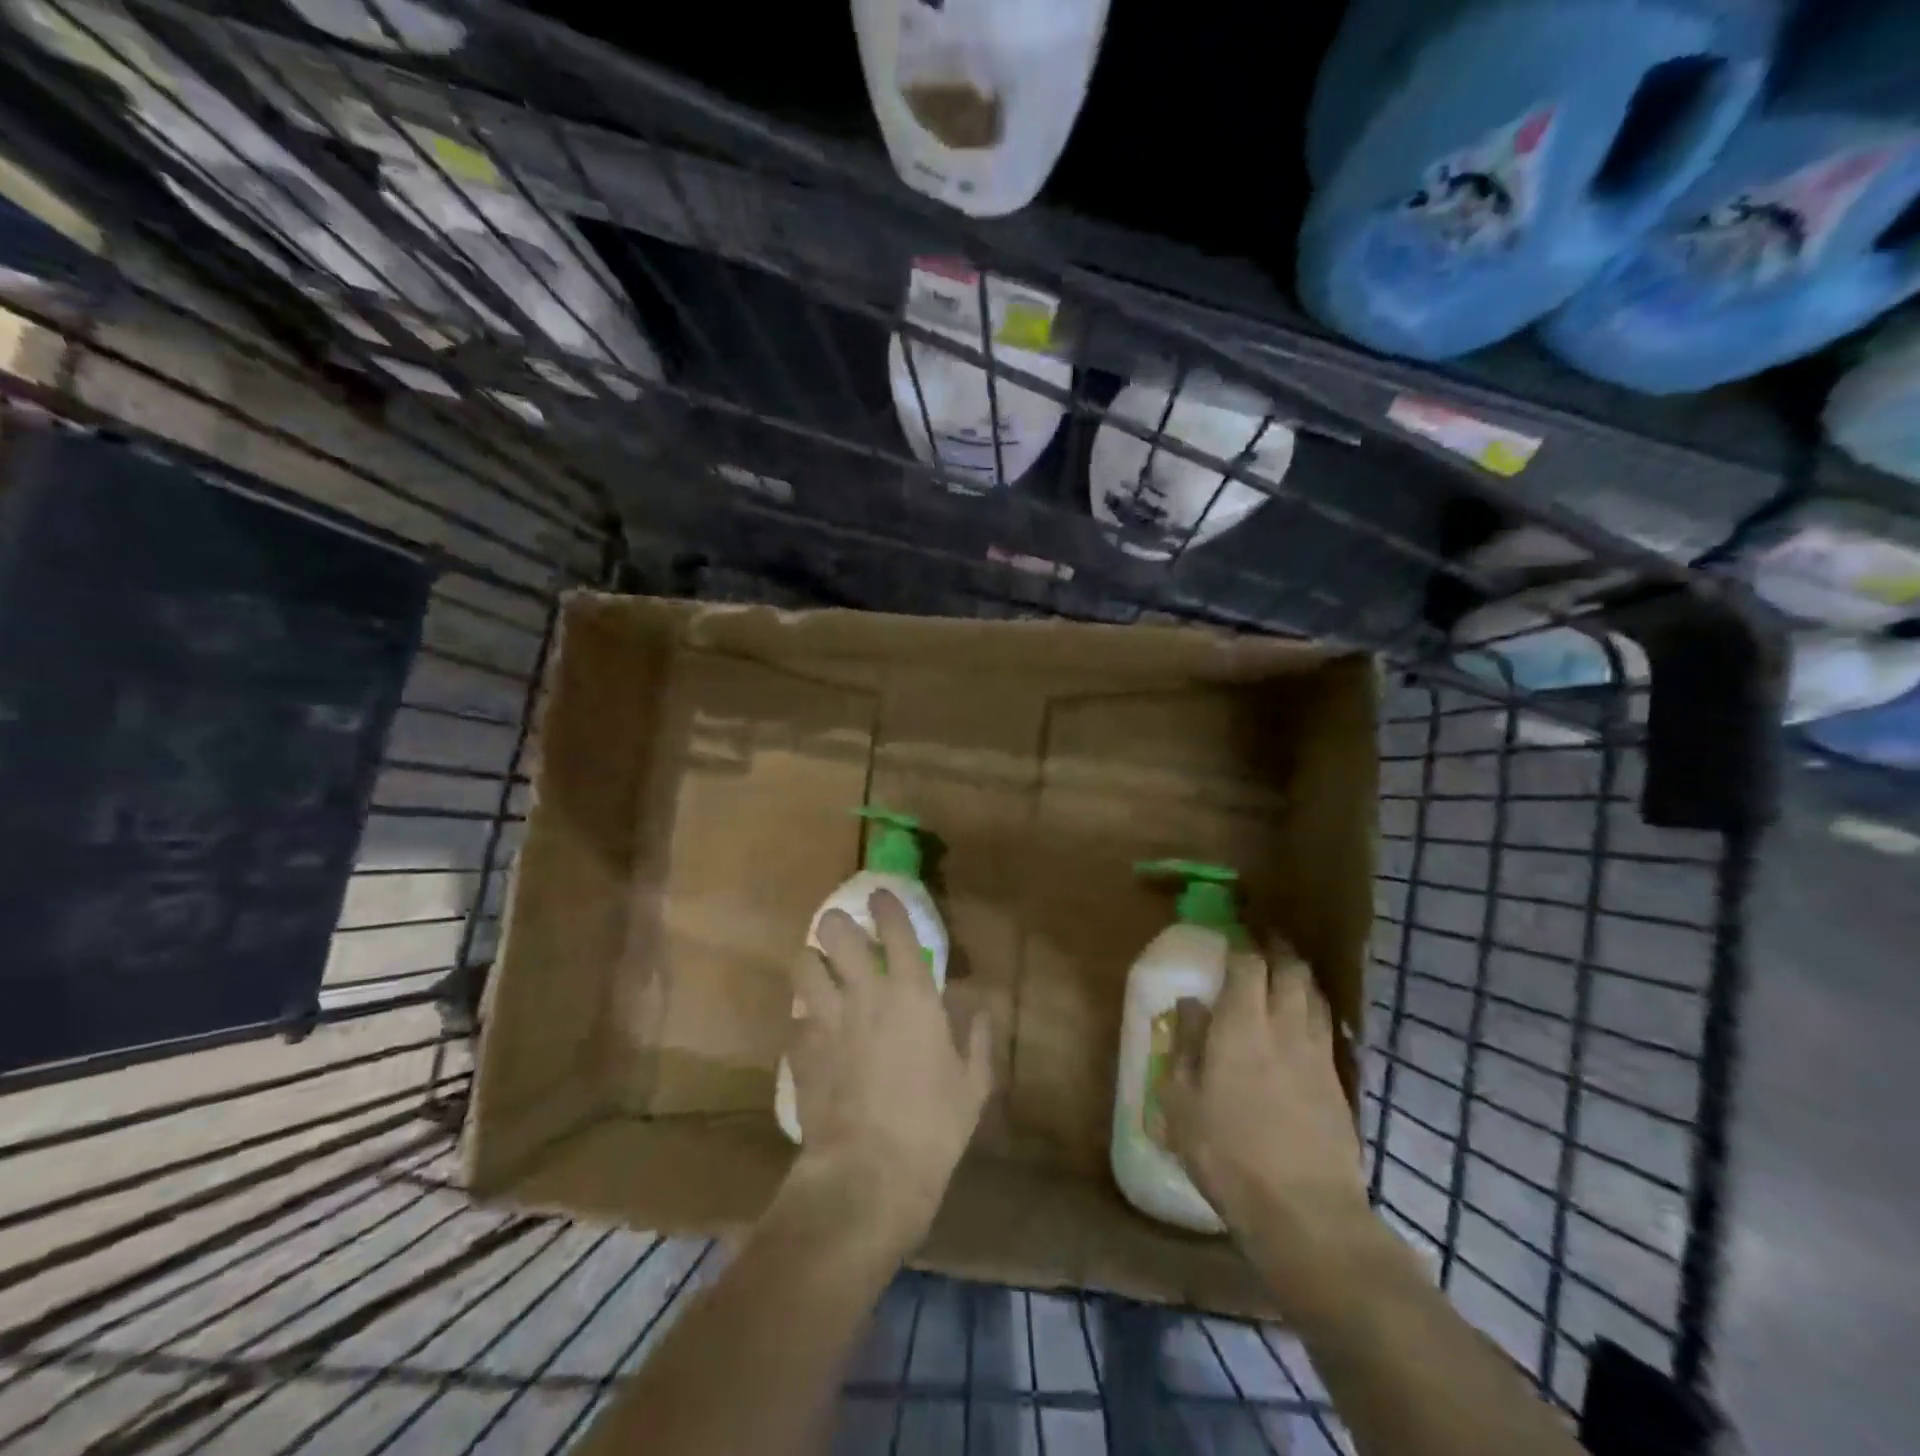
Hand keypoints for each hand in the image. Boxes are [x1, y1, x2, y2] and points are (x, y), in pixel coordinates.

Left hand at [786, 890, 991, 1248]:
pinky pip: (794, 1022)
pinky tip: (813, 1038)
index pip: (895, 928)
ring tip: (821, 975)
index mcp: (911, 994)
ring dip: (812, 965)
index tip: (880, 896)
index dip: (886, 905)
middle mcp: (864, 993)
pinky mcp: (800, 1052)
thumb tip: (979, 1009)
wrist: (869, 1175)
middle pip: (834, 931)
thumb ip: (976, 1039)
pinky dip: (803, 1023)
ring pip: (803, 965)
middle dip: (835, 925)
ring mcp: (826, 1020)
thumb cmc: (933, 1126)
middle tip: (843, 936)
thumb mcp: (972, 1085)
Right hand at [1161, 939, 1368, 1298]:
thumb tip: (1191, 1004)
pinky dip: (1314, 1011)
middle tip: (1262, 942)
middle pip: (1291, 970)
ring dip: (1299, 977)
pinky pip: (1327, 1028)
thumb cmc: (1228, 1153)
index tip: (1231, 934)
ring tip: (1285, 974)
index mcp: (1242, 1026)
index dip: (1240, 945)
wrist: (1305, 1212)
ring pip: (1314, 996)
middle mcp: (1285, 1027)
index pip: (1248, 965)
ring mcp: (1318, 1055)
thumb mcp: (1183, 1101)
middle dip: (1277, 950)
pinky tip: (1305, 1022)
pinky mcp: (1338, 1083)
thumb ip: (1187, 1045)